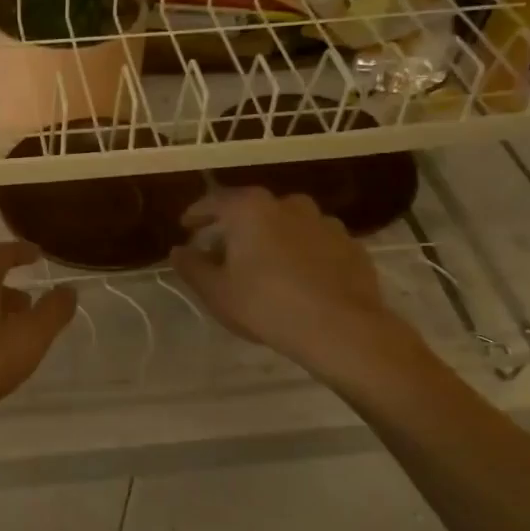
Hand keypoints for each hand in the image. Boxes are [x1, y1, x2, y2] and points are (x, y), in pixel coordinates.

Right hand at [169, 187, 424, 388]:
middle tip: (223, 250)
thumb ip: (192, 266)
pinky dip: (302, 253)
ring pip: (288, 224)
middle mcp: (289, 204)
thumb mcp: (216, 291)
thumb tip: (178, 251)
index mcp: (251, 208)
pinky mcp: (351, 245)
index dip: (197, 214)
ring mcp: (325, 222)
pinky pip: (316, 243)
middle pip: (253, 210)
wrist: (341, 328)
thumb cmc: (266, 304)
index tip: (186, 226)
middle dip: (236, 227)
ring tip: (264, 265)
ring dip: (272, 238)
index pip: (215, 201)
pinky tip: (299, 277)